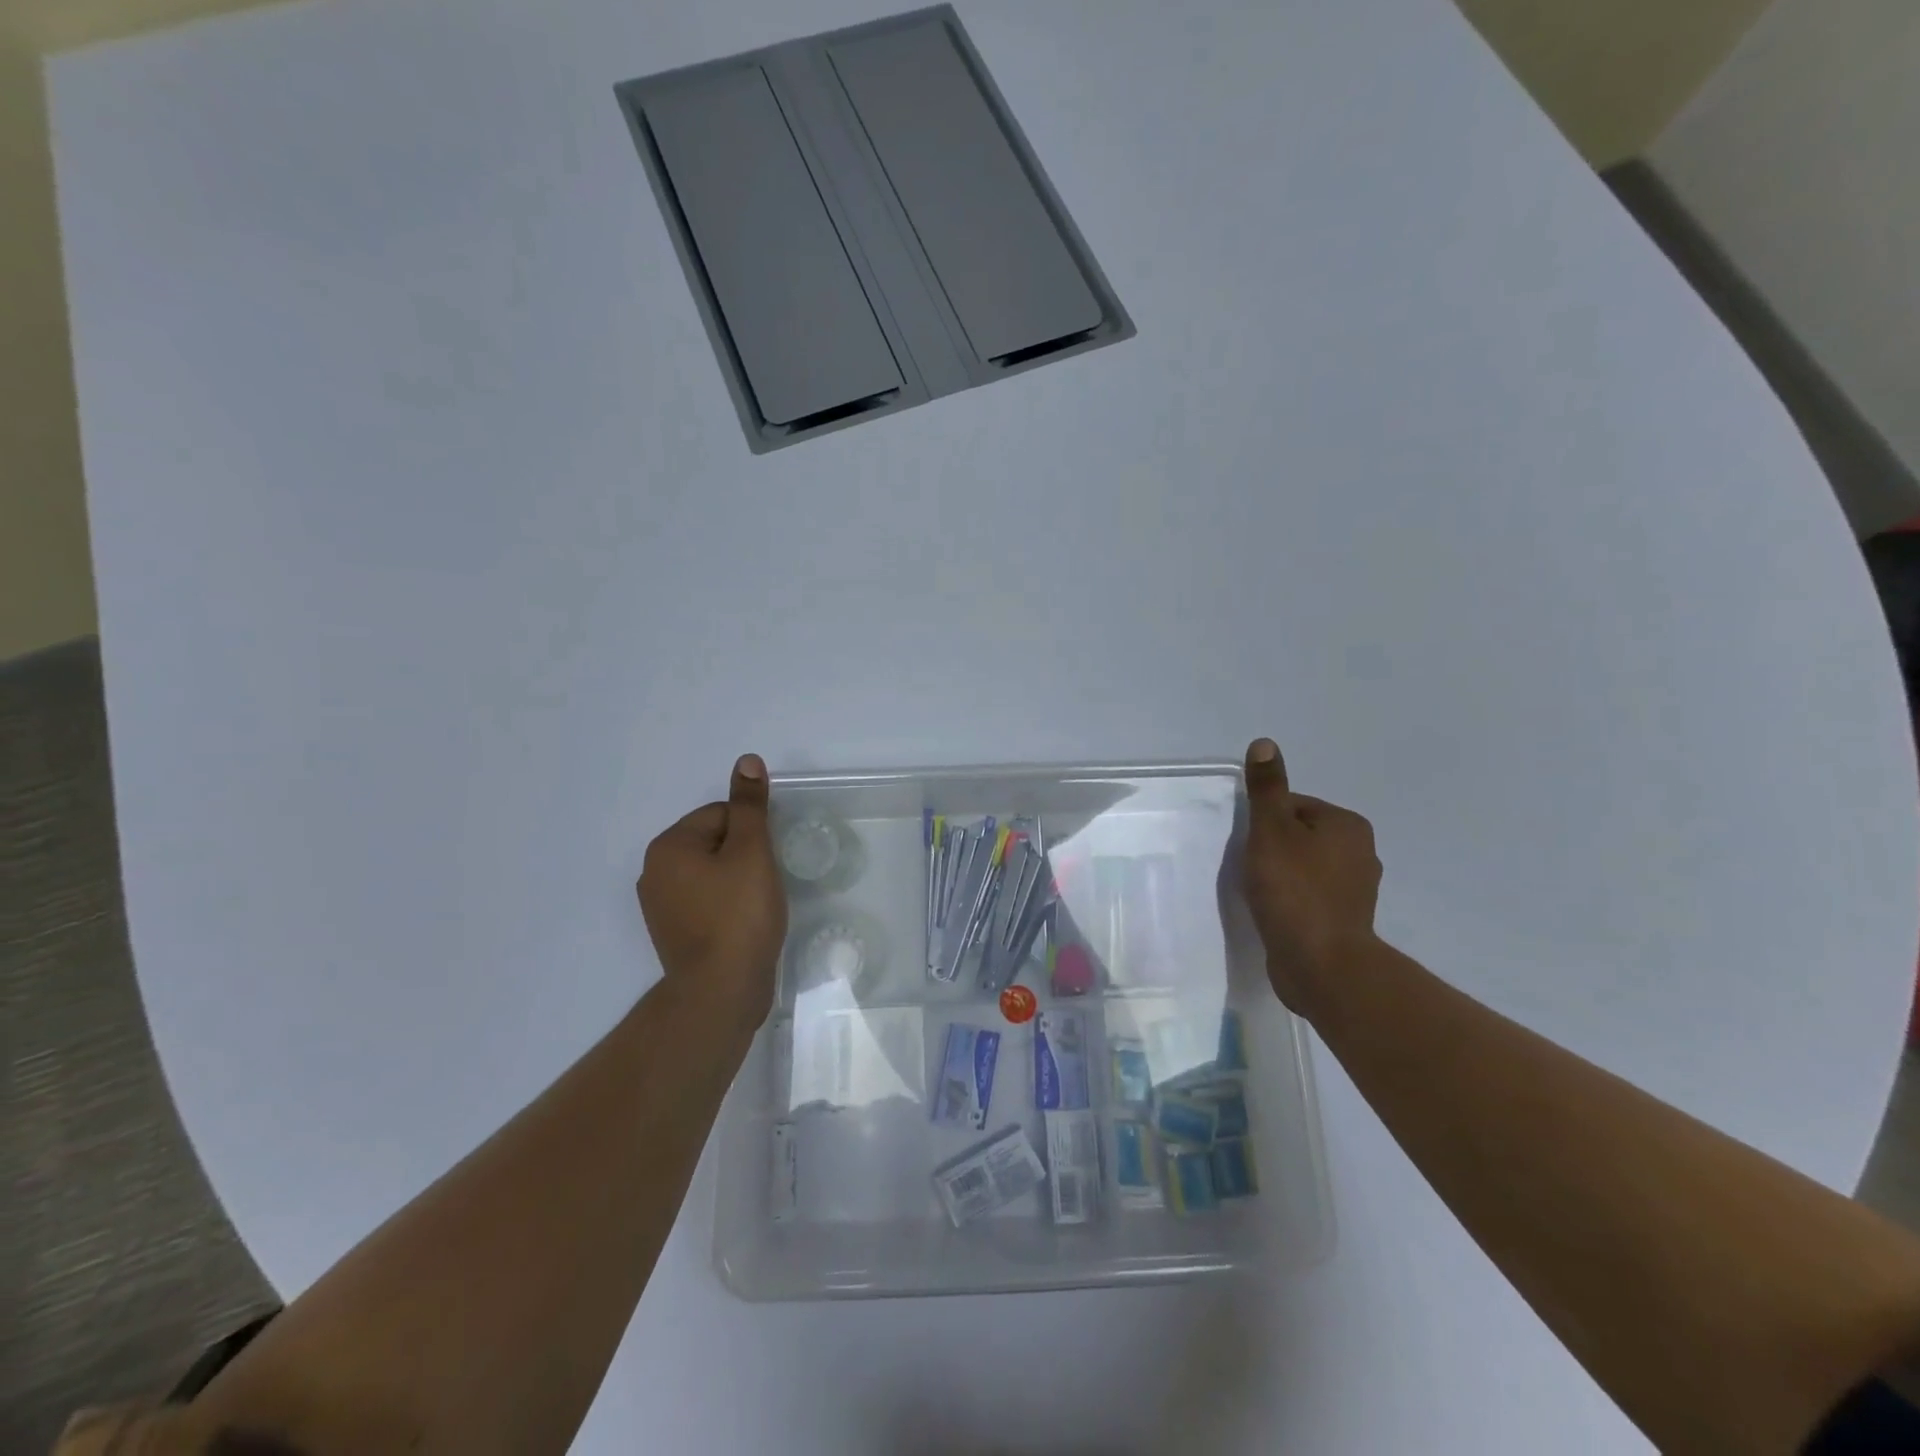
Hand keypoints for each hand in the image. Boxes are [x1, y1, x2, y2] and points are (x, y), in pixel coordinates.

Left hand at [638, 754, 787, 1026]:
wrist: (721, 991)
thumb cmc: (739, 915)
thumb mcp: (751, 852)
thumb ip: (750, 805)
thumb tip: (746, 760)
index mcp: (668, 846)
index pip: (721, 815)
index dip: (753, 835)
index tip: (765, 863)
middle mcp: (654, 871)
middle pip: (715, 842)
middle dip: (744, 857)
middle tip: (763, 885)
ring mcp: (659, 906)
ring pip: (712, 873)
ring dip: (737, 881)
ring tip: (756, 906)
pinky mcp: (672, 932)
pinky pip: (706, 901)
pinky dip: (726, 906)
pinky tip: (743, 925)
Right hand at [1242, 738, 1382, 1018]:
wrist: (1321, 964)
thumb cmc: (1294, 890)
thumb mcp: (1271, 831)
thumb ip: (1267, 789)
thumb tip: (1265, 743)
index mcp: (1347, 825)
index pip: (1294, 806)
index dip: (1264, 822)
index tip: (1249, 845)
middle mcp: (1360, 852)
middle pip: (1299, 835)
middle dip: (1272, 848)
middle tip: (1250, 868)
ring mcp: (1355, 889)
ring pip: (1304, 866)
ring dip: (1281, 874)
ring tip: (1260, 892)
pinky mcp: (1345, 919)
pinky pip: (1309, 895)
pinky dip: (1291, 898)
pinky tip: (1274, 911)